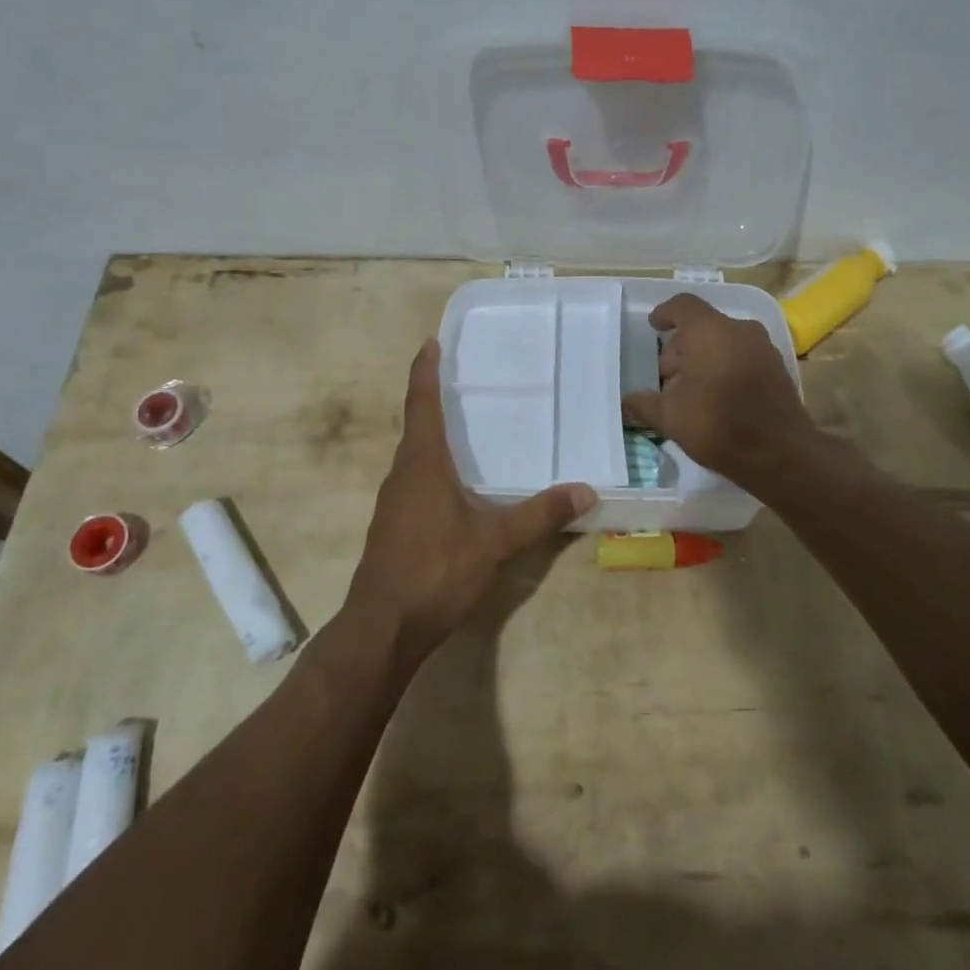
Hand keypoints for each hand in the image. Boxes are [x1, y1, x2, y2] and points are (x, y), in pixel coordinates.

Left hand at [346, 339, 595, 663]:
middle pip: (415, 426)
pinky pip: (414, 482)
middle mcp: (402, 474)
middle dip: (432, 400)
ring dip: (433, 437)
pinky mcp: (392, 527)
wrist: (382, 627)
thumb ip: (539, 515)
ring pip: (414, 457)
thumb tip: (586, 490)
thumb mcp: (494, 541)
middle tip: (461, 381)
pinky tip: (454, 487)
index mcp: (422, 463)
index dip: (425, 372)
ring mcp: (393, 503)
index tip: (429, 343)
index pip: (421, 404)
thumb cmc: (435, 570)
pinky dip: (432, 469)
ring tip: (464, 429)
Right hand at [621, 294, 816, 491]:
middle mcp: (739, 330)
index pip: (682, 306)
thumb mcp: (670, 417)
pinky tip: (715, 397)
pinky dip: (725, 366)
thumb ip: (644, 404)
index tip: (654, 327)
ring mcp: (763, 347)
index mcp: (709, 331)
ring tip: (690, 391)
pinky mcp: (777, 367)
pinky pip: (742, 355)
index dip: (665, 313)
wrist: (780, 454)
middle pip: (702, 326)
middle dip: (681, 348)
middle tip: (667, 378)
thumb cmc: (718, 425)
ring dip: (703, 358)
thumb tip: (625, 402)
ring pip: (723, 341)